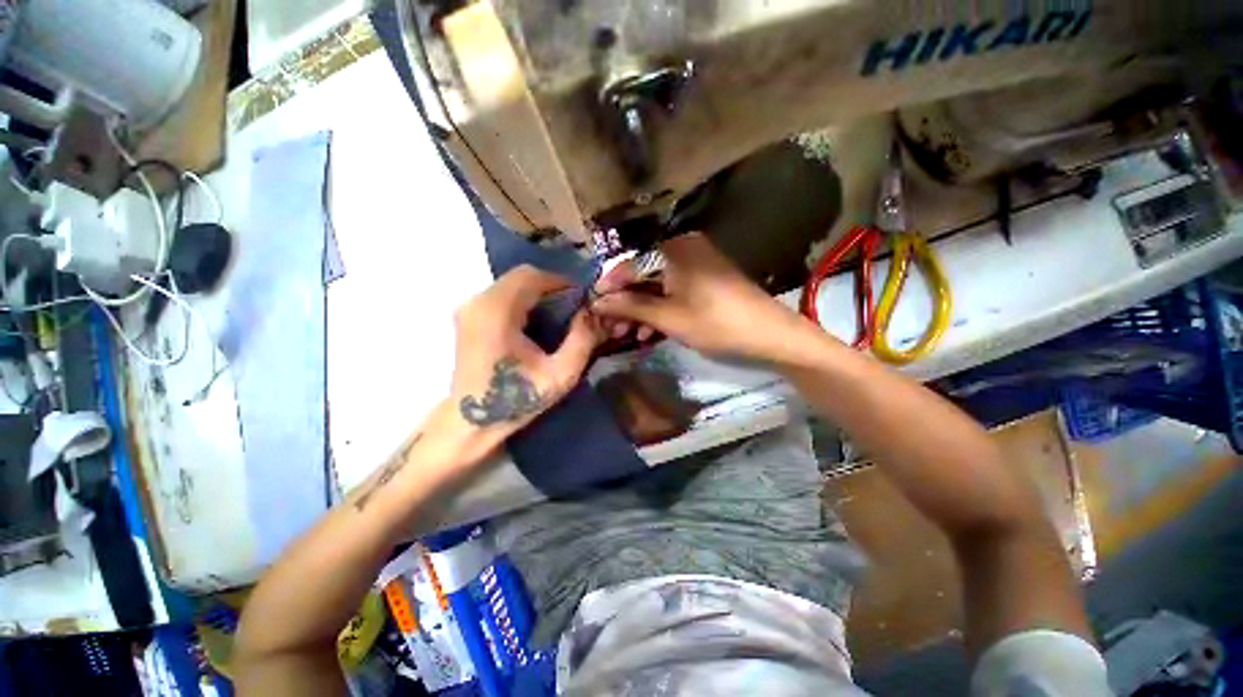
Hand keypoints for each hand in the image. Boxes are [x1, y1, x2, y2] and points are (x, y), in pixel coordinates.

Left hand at [446, 265, 601, 452]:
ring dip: (538, 293)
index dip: (562, 282)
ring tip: (559, 316)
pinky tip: (537, 323)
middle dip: (552, 288)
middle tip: (573, 309)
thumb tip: (594, 312)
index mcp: (497, 312)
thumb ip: (582, 340)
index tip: (582, 299)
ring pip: (511, 284)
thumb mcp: (560, 374)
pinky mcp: (469, 317)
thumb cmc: (516, 400)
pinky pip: (502, 295)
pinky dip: (524, 300)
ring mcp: (470, 308)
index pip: (533, 276)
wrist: (471, 423)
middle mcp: (478, 302)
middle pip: (521, 276)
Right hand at [592, 233, 814, 361]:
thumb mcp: (669, 317)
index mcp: (673, 249)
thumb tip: (597, 301)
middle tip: (612, 327)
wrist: (769, 334)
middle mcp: (682, 247)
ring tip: (629, 334)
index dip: (609, 287)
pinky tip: (650, 330)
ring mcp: (695, 262)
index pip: (629, 264)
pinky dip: (660, 308)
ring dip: (641, 309)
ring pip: (656, 284)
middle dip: (625, 302)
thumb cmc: (716, 324)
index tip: (593, 308)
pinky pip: (672, 289)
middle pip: (642, 273)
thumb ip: (631, 306)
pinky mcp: (703, 277)